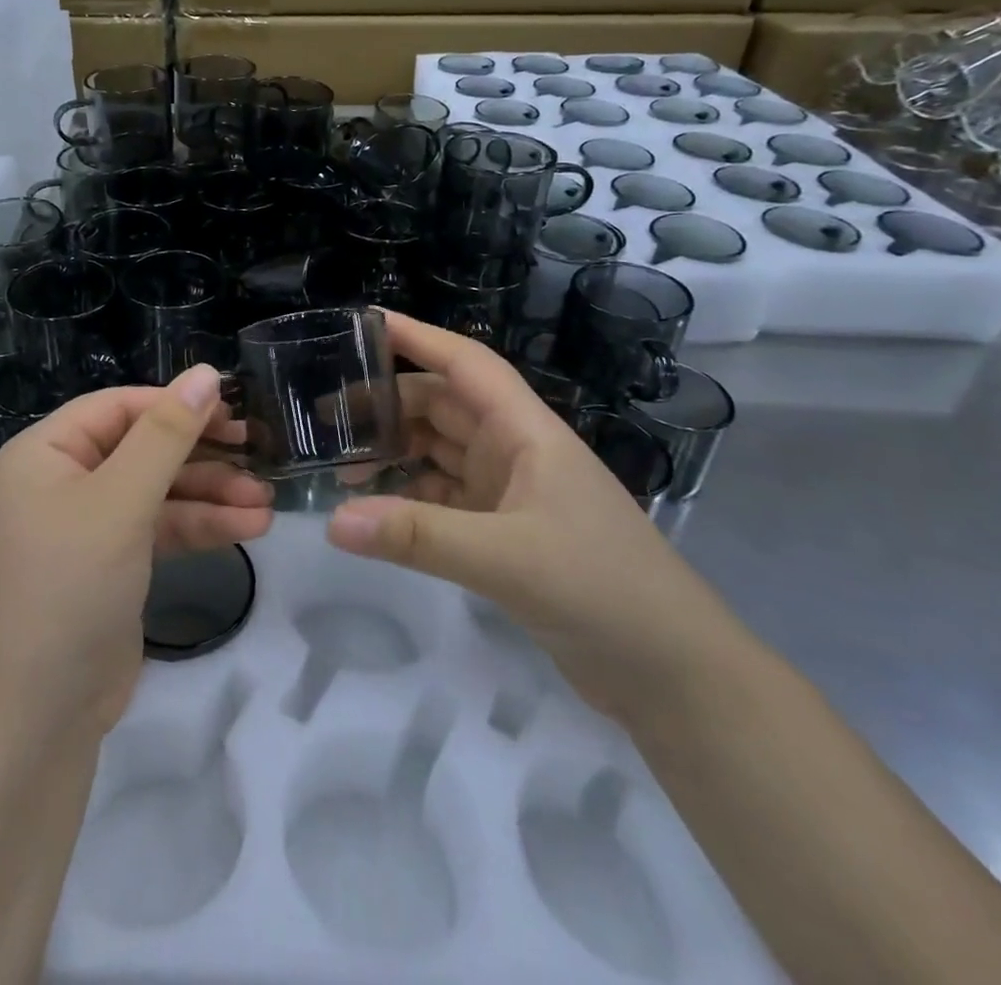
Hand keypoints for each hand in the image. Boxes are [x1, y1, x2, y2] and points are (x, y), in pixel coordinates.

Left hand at [0, 367, 273, 736]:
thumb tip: (206, 373)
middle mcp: (64, 480)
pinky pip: (160, 528)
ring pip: (158, 491)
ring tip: (266, 501)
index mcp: (45, 452)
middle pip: (143, 447)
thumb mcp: (121, 502)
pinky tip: (250, 527)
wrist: (39, 714)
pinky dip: (200, 527)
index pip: (118, 407)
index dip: (175, 404)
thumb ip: (166, 436)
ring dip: (211, 495)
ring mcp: (89, 524)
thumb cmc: (70, 585)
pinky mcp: (114, 562)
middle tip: (257, 450)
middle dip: (201, 455)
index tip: (233, 408)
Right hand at [325, 311, 728, 719]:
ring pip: (439, 451)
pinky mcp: (504, 533)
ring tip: (339, 462)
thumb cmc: (603, 589)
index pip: (465, 364)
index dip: (417, 337)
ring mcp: (510, 493)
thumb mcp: (507, 558)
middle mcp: (515, 451)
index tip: (362, 324)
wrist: (675, 676)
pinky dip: (408, 496)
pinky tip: (374, 509)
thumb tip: (333, 521)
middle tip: (325, 415)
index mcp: (526, 432)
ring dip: (395, 451)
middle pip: (442, 406)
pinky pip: (443, 498)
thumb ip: (418, 537)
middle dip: (388, 402)